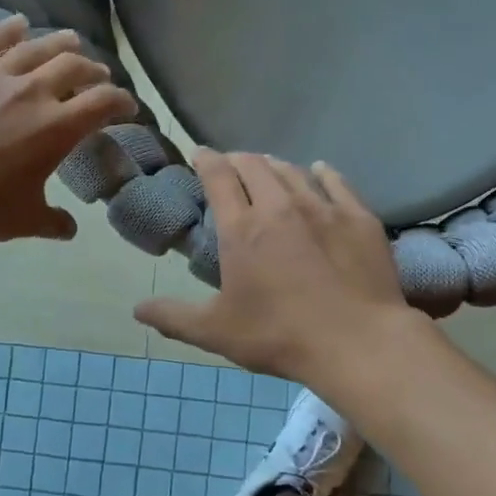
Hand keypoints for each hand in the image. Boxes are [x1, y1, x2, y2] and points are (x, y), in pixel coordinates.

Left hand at [0, 16, 135, 242]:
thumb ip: (53, 222)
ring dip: (59, 43)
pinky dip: (7, 30)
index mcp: (57, 128)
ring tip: (71, 40)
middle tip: (98, 75)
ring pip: (35, 48)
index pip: (102, 103)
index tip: (128, 105)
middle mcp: (32, 92)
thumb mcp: (25, 220)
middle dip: (93, 70)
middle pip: (73, 67)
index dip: (121, 101)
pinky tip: (18, 23)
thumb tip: (69, 229)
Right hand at [134, 150, 418, 381]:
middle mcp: (280, 206)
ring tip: (269, 170)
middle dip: (238, 160)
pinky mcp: (358, 217)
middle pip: (255, 165)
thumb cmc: (280, 336)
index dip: (206, 159)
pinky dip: (322, 172)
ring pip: (293, 170)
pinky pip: (336, 181)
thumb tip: (137, 309)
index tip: (200, 153)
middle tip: (232, 167)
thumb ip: (174, 317)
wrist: (357, 342)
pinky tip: (319, 171)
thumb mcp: (217, 332)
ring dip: (275, 166)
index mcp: (242, 228)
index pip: (219, 176)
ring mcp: (323, 208)